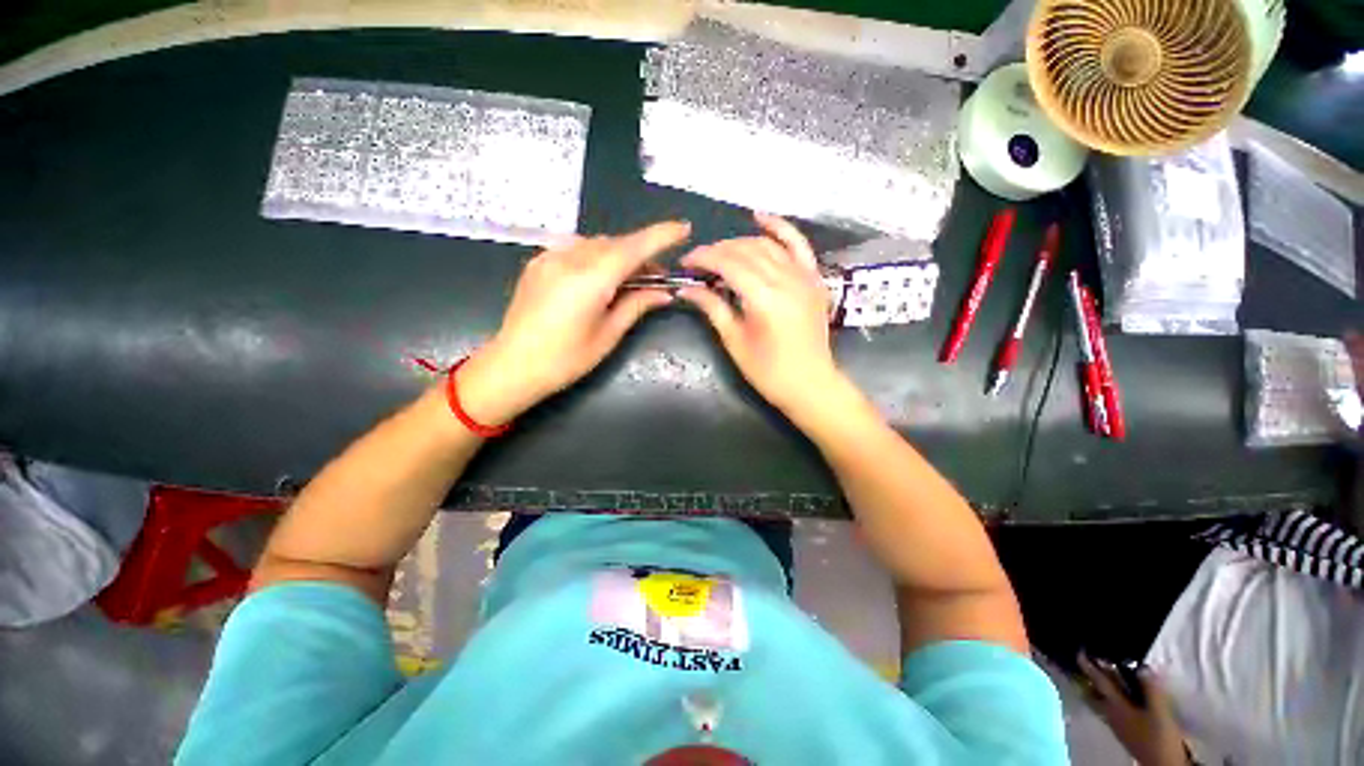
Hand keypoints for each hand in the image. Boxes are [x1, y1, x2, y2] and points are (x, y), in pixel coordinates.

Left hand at [458, 222, 690, 424]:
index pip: (634, 248)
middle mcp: (569, 258)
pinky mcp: (538, 262)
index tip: (684, 229)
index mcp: (590, 279)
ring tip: (629, 280)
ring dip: (618, 255)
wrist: (512, 365)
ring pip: (596, 244)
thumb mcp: (608, 335)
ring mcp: (549, 257)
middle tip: (658, 276)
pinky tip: (598, 278)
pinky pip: (575, 249)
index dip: (661, 236)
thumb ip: (637, 306)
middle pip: (616, 244)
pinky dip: (595, 257)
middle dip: (641, 253)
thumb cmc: (566, 359)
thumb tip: (664, 293)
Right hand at [679, 213, 840, 416]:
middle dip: (717, 251)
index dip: (703, 258)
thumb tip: (686, 289)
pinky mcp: (813, 278)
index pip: (728, 263)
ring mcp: (804, 276)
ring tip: (720, 253)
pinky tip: (761, 217)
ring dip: (740, 243)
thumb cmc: (768, 371)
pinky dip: (780, 228)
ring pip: (766, 245)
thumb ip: (712, 308)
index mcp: (764, 298)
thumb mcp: (734, 341)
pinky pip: (798, 244)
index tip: (685, 263)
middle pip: (745, 250)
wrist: (810, 384)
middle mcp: (786, 279)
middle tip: (698, 263)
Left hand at [1078, 653, 1189, 765]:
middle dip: (1088, 678)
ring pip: (1100, 700)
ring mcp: (1115, 723)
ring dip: (1099, 687)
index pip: (1099, 682)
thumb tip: (1141, 666)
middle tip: (1086, 662)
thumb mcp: (1159, 712)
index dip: (1088, 666)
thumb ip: (1151, 689)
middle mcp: (1110, 713)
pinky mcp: (1124, 731)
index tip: (1078, 651)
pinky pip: (1110, 708)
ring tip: (1103, 675)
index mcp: (1114, 707)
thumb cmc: (1159, 738)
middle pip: (1092, 692)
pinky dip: (1110, 698)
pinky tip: (1120, 696)